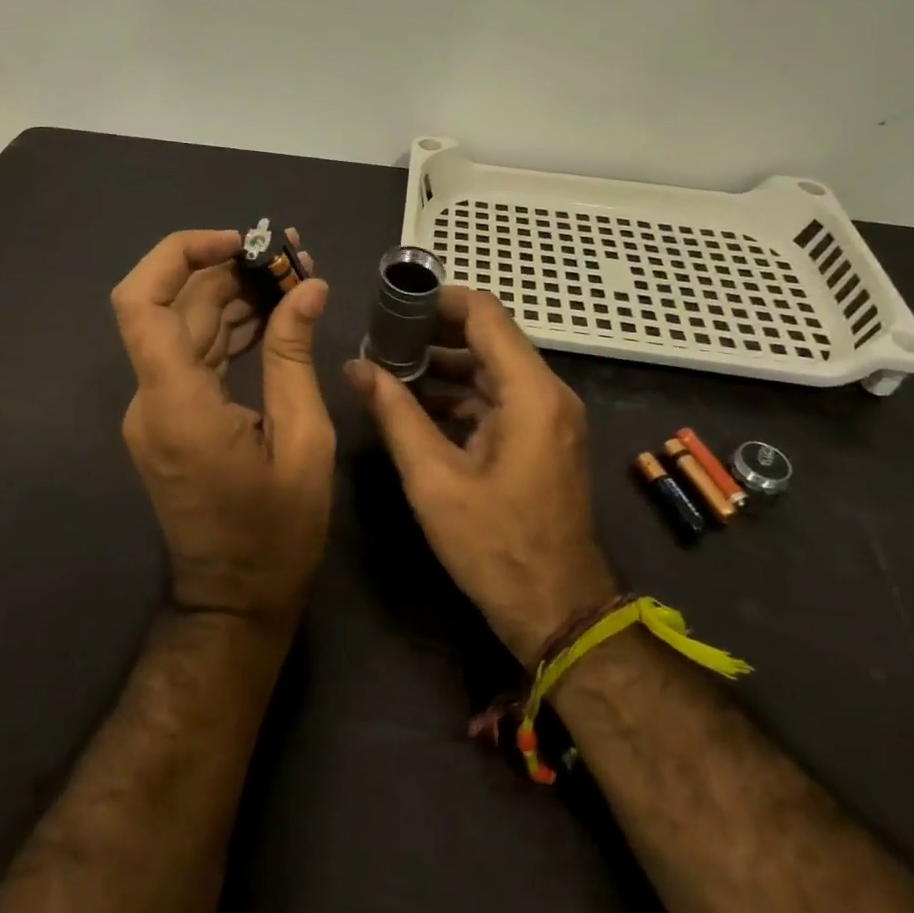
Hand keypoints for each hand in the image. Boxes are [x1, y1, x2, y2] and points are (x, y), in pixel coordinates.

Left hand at [113, 229, 335, 627]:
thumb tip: (308, 288)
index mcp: (176, 403)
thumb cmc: (276, 534)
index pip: (142, 302)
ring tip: (291, 279)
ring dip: (230, 296)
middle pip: (171, 306)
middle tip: (289, 259)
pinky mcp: (170, 419)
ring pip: (183, 327)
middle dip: (226, 270)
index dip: (179, 255)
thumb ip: (294, 357)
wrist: (235, 602)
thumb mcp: (302, 441)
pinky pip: (193, 356)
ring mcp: (157, 409)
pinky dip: (228, 329)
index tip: (239, 242)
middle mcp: (152, 398)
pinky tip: (272, 318)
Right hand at [345, 287, 617, 666]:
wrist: (558, 612)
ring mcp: (548, 417)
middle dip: (433, 332)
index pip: (485, 313)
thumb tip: (355, 367)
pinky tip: (417, 407)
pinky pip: (498, 398)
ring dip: (444, 365)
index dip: (438, 300)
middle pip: (489, 336)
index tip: (392, 305)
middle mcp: (547, 393)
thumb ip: (394, 414)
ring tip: (390, 369)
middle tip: (381, 337)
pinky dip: (460, 395)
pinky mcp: (541, 438)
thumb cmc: (495, 546)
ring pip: (491, 367)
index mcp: (530, 393)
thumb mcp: (433, 479)